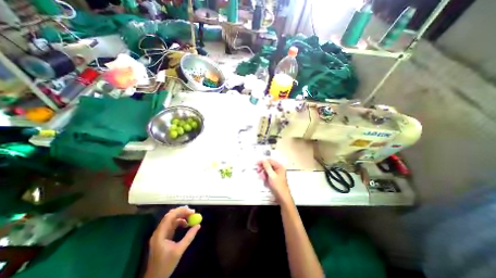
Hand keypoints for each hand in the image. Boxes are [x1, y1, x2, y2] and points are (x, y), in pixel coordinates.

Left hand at [143, 206, 199, 277]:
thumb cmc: (165, 265)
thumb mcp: (179, 250)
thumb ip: (189, 237)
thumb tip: (198, 225)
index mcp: (160, 234)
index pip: (170, 216)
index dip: (181, 211)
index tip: (192, 211)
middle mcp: (159, 231)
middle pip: (170, 216)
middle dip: (182, 212)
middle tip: (192, 212)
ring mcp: (160, 234)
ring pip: (171, 219)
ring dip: (181, 216)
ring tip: (191, 217)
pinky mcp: (163, 236)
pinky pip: (171, 224)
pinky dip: (179, 222)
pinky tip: (186, 224)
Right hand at [257, 157, 290, 204]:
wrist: (282, 197)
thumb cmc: (278, 186)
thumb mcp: (271, 175)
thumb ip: (267, 167)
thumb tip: (263, 160)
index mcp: (279, 166)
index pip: (270, 160)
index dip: (263, 161)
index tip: (257, 163)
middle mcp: (278, 169)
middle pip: (268, 165)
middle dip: (263, 168)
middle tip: (258, 171)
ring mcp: (275, 174)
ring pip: (267, 171)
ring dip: (264, 174)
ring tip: (264, 179)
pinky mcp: (273, 179)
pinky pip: (267, 176)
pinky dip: (265, 178)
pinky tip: (266, 182)